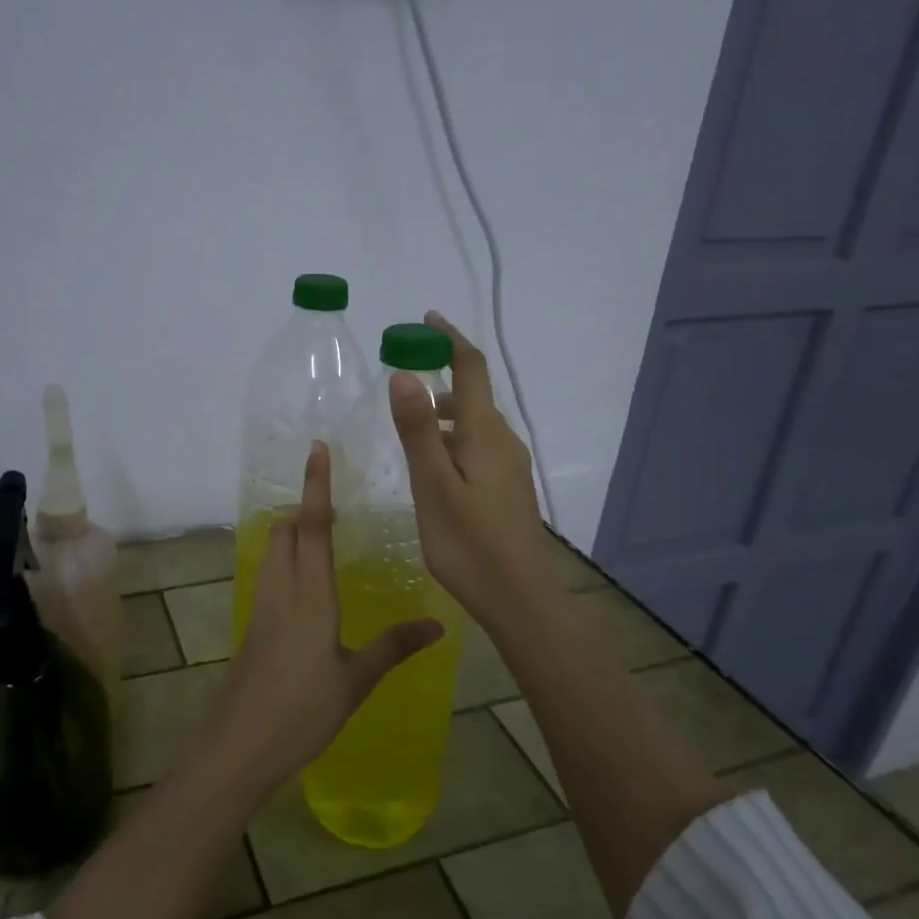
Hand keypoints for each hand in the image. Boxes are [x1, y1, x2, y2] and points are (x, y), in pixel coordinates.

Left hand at [204, 441, 442, 795]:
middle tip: (336, 507)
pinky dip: (284, 560)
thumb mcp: (355, 681)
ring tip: (324, 538)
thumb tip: (438, 623)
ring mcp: (260, 606)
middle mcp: (280, 590)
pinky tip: (306, 586)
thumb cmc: (301, 711)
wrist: (239, 745)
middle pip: (285, 531)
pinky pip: (268, 574)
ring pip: (272, 550)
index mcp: (309, 596)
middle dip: (305, 509)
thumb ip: (393, 647)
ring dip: (292, 533)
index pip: (312, 527)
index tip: (317, 450)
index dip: (317, 486)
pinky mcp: (251, 625)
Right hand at [391, 311, 557, 629]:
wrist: (520, 600)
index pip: (472, 368)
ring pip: (473, 424)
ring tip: (405, 427)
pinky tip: (430, 467)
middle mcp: (503, 442)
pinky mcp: (506, 489)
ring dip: (442, 413)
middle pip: (473, 395)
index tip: (426, 319)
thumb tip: (404, 373)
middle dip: (439, 375)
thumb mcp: (434, 486)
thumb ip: (419, 430)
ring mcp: (509, 467)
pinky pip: (476, 447)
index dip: (450, 339)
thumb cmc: (470, 544)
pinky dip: (450, 440)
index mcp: (485, 434)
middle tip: (398, 378)